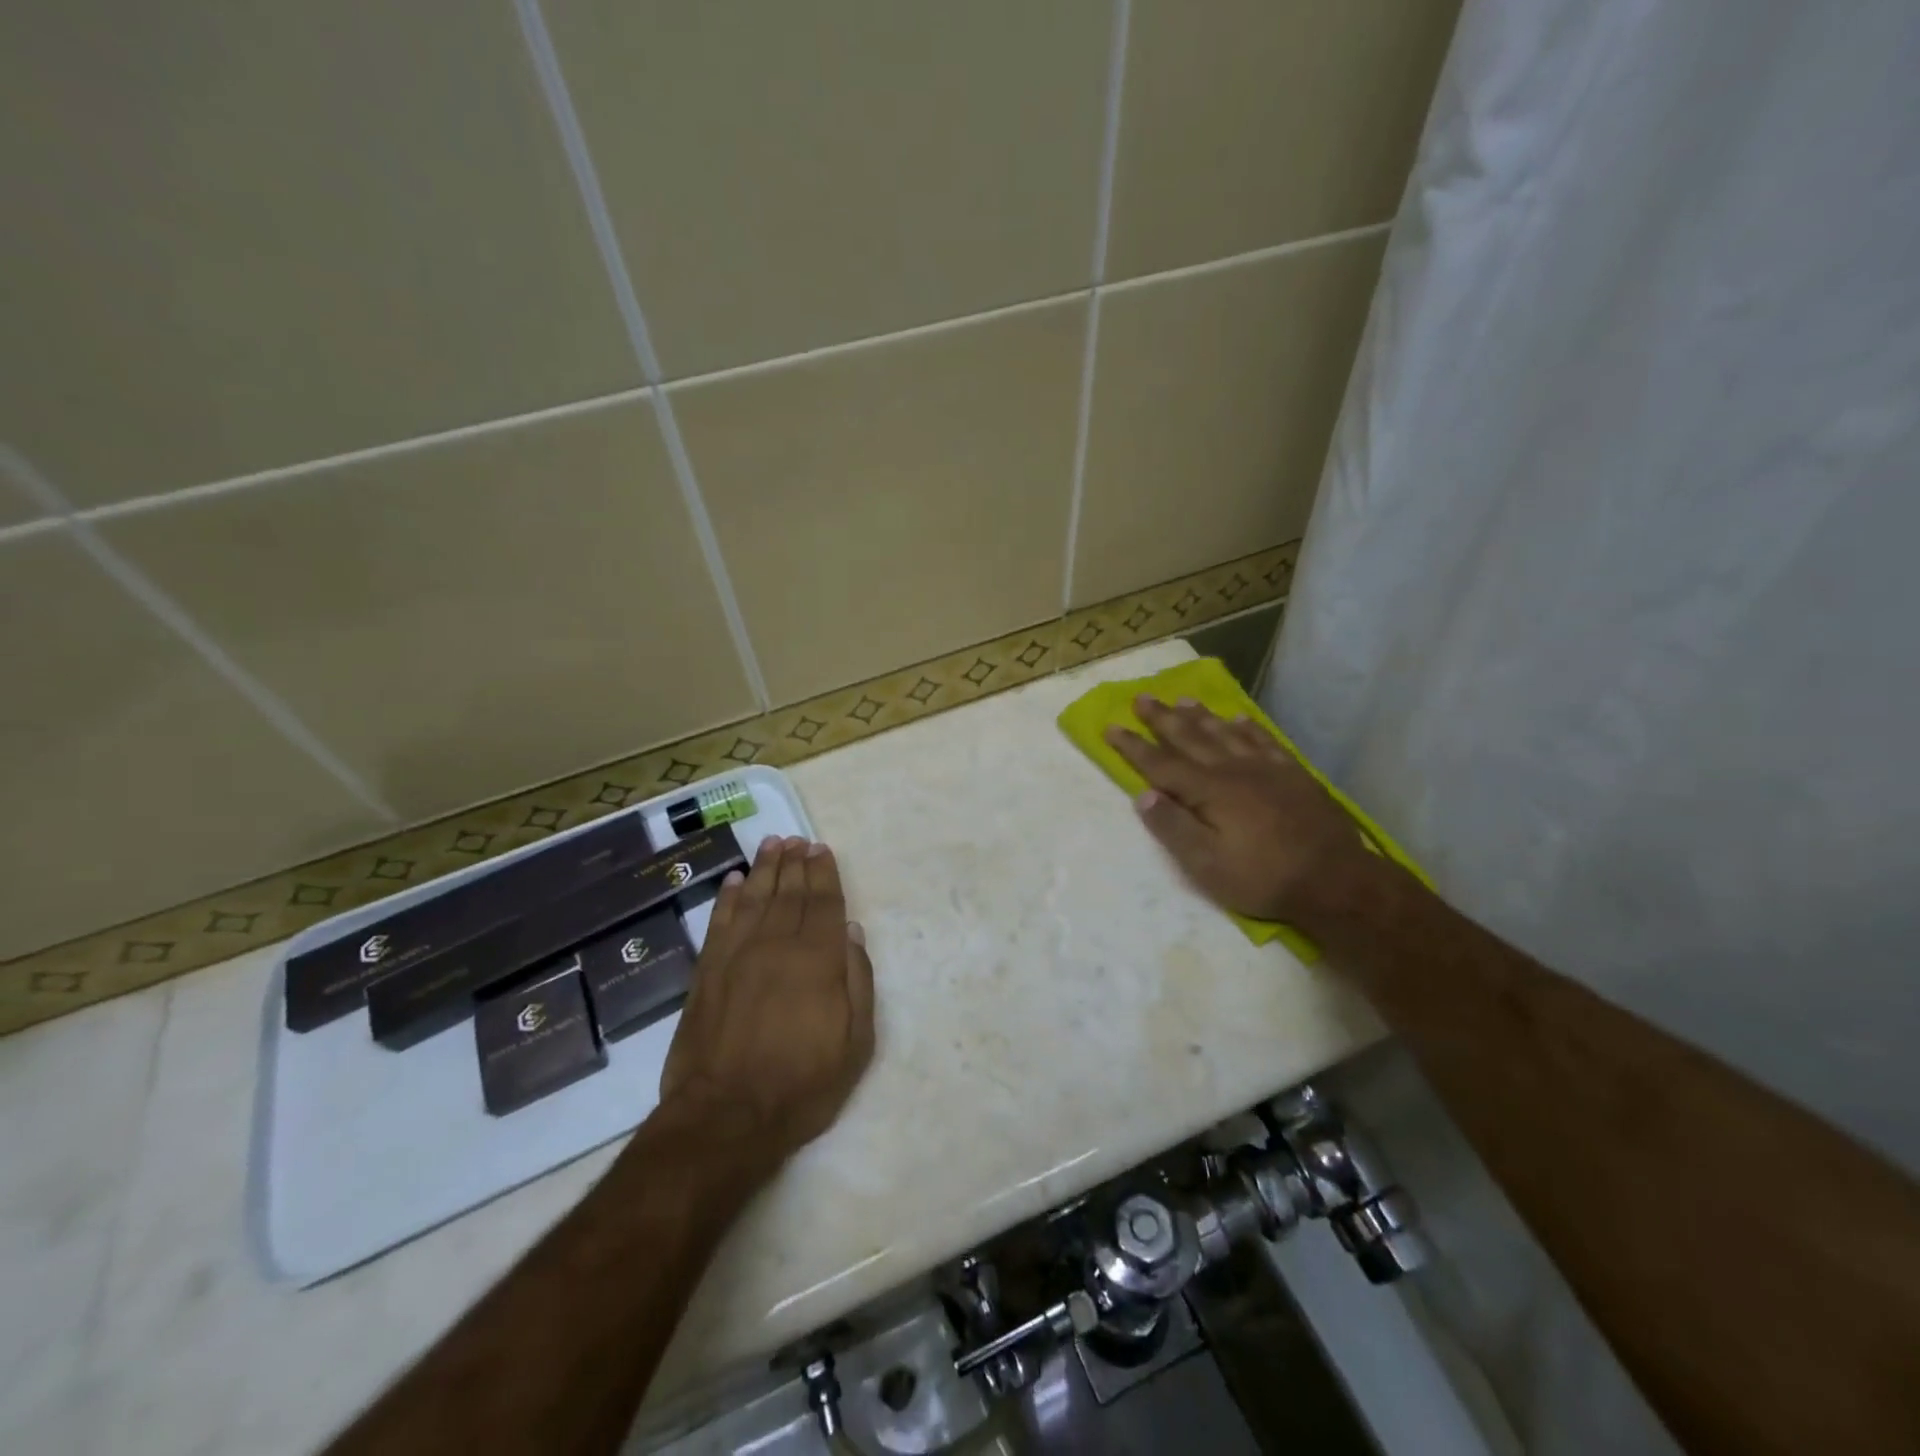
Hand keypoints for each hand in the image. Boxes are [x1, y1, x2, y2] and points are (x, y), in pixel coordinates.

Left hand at [657, 836, 874, 1170]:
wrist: (726, 1116)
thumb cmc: (802, 1084)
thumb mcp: (855, 1042)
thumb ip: (857, 980)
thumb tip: (849, 931)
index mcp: (816, 959)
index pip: (823, 903)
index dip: (824, 874)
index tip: (822, 850)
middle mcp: (776, 944)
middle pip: (788, 893)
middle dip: (796, 863)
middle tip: (798, 840)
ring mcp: (737, 955)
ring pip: (753, 897)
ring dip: (764, 869)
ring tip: (772, 844)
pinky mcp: (707, 971)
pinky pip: (719, 921)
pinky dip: (726, 897)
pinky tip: (733, 880)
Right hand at [1104, 696, 1375, 923]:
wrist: (1336, 880)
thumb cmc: (1263, 877)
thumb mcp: (1206, 865)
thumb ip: (1172, 827)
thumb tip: (1142, 794)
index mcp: (1208, 791)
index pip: (1160, 764)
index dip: (1133, 746)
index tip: (1110, 727)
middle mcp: (1233, 770)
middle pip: (1191, 738)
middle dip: (1163, 719)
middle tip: (1142, 697)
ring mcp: (1266, 769)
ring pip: (1225, 733)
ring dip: (1201, 716)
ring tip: (1183, 700)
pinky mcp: (1293, 775)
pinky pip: (1264, 741)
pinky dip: (1247, 728)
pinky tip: (1238, 719)